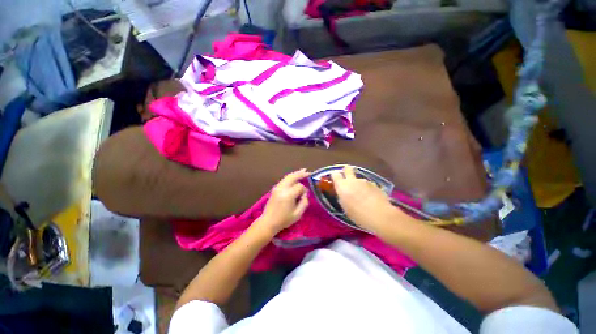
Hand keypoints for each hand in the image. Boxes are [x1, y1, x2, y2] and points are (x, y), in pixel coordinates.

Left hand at [256, 169, 309, 235]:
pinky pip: (284, 179)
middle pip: (292, 177)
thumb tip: (304, 194)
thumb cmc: (284, 220)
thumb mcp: (298, 214)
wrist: (268, 222)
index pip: (299, 186)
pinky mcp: (275, 189)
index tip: (305, 196)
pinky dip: (290, 177)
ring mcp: (277, 187)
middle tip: (308, 172)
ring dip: (296, 173)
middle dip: (301, 174)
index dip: (304, 190)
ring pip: (288, 177)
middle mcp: (282, 188)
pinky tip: (294, 176)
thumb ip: (304, 202)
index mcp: (288, 195)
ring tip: (303, 171)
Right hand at [331, 165, 397, 231]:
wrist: (380, 215)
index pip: (335, 175)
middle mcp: (352, 181)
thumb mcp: (345, 208)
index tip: (335, 178)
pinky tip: (372, 197)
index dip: (335, 176)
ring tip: (363, 194)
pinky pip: (368, 185)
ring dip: (359, 184)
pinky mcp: (375, 184)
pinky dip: (368, 189)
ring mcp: (364, 181)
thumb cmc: (358, 215)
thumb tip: (343, 195)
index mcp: (342, 186)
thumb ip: (343, 198)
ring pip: (359, 179)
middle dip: (347, 170)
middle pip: (348, 169)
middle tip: (347, 173)